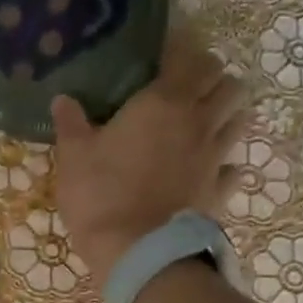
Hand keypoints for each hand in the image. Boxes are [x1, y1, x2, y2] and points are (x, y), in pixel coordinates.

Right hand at [51, 33, 258, 280]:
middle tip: (189, 89)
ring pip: (240, 119)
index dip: (182, 51)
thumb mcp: (74, 158)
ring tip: (206, 121)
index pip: (191, 57)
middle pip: (227, 83)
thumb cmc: (101, 196)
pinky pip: (234, 169)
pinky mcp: (219, 191)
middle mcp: (198, 121)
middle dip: (213, 80)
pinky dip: (227, 165)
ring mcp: (214, 157)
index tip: (166, 54)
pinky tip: (210, 169)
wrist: (136, 251)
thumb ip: (71, 125)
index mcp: (163, 102)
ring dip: (227, 114)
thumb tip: (63, 99)